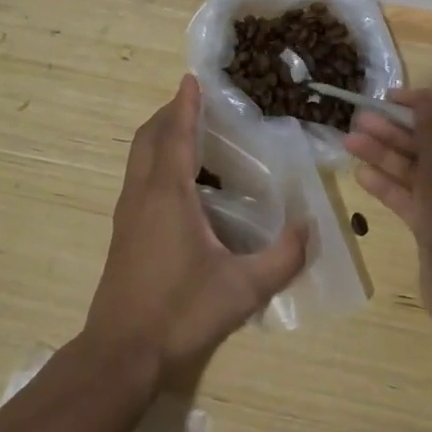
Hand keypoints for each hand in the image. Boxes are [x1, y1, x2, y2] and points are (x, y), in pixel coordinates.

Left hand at [85, 75, 308, 390]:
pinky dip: (154, 160)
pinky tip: (179, 184)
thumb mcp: (242, 289)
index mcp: (167, 193)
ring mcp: (127, 213)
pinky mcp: (123, 232)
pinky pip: (137, 177)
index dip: (184, 104)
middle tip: (195, 104)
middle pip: (148, 137)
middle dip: (168, 113)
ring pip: (138, 157)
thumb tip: (309, 227)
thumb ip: (283, 258)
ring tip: (188, 135)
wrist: (121, 353)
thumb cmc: (180, 312)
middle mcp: (142, 193)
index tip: (192, 78)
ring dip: (158, 136)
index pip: (175, 133)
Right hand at [346, 89, 431, 338]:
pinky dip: (389, 187)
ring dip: (385, 157)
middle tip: (360, 119)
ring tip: (349, 141)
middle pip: (431, 148)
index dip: (420, 108)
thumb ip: (429, 129)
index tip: (388, 98)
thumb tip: (424, 96)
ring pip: (417, 174)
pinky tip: (360, 174)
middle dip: (394, 133)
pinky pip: (412, 199)